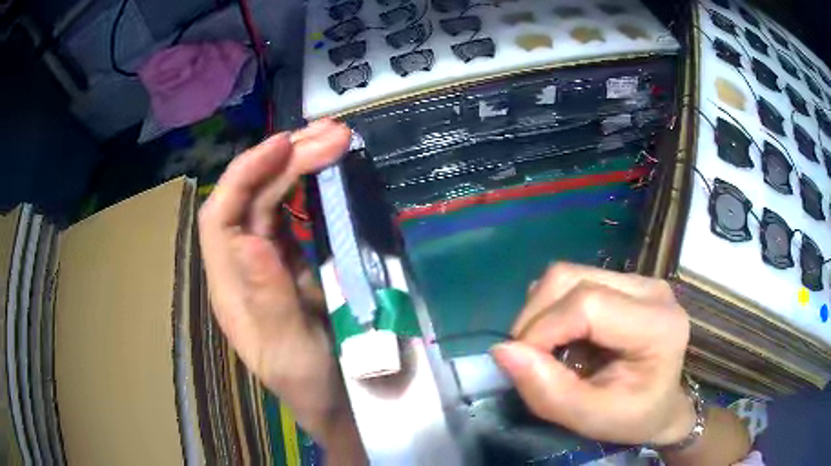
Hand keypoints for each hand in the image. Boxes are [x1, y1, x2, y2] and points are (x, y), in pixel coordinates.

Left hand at [198, 119, 364, 458]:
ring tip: (335, 139)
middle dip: (285, 160)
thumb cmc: (311, 385)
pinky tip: (329, 170)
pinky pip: (294, 214)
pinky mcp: (293, 261)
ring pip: (273, 199)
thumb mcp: (288, 352)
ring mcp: (268, 261)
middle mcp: (242, 267)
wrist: (340, 401)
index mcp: (230, 289)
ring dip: (300, 164)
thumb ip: (268, 299)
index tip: (284, 145)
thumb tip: (249, 239)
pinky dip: (310, 186)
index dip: (244, 175)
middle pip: (251, 199)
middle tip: (331, 134)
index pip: (220, 217)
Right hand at [491, 262, 693, 445]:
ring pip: (568, 274)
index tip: (524, 365)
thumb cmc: (633, 418)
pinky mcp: (624, 281)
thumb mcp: (591, 419)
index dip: (543, 331)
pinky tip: (562, 335)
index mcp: (657, 324)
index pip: (587, 305)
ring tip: (546, 349)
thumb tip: (502, 351)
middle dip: (535, 317)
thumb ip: (549, 391)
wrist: (661, 405)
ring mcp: (638, 280)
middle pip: (571, 278)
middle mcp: (651, 289)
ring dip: (541, 311)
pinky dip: (552, 307)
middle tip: (528, 359)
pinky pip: (574, 279)